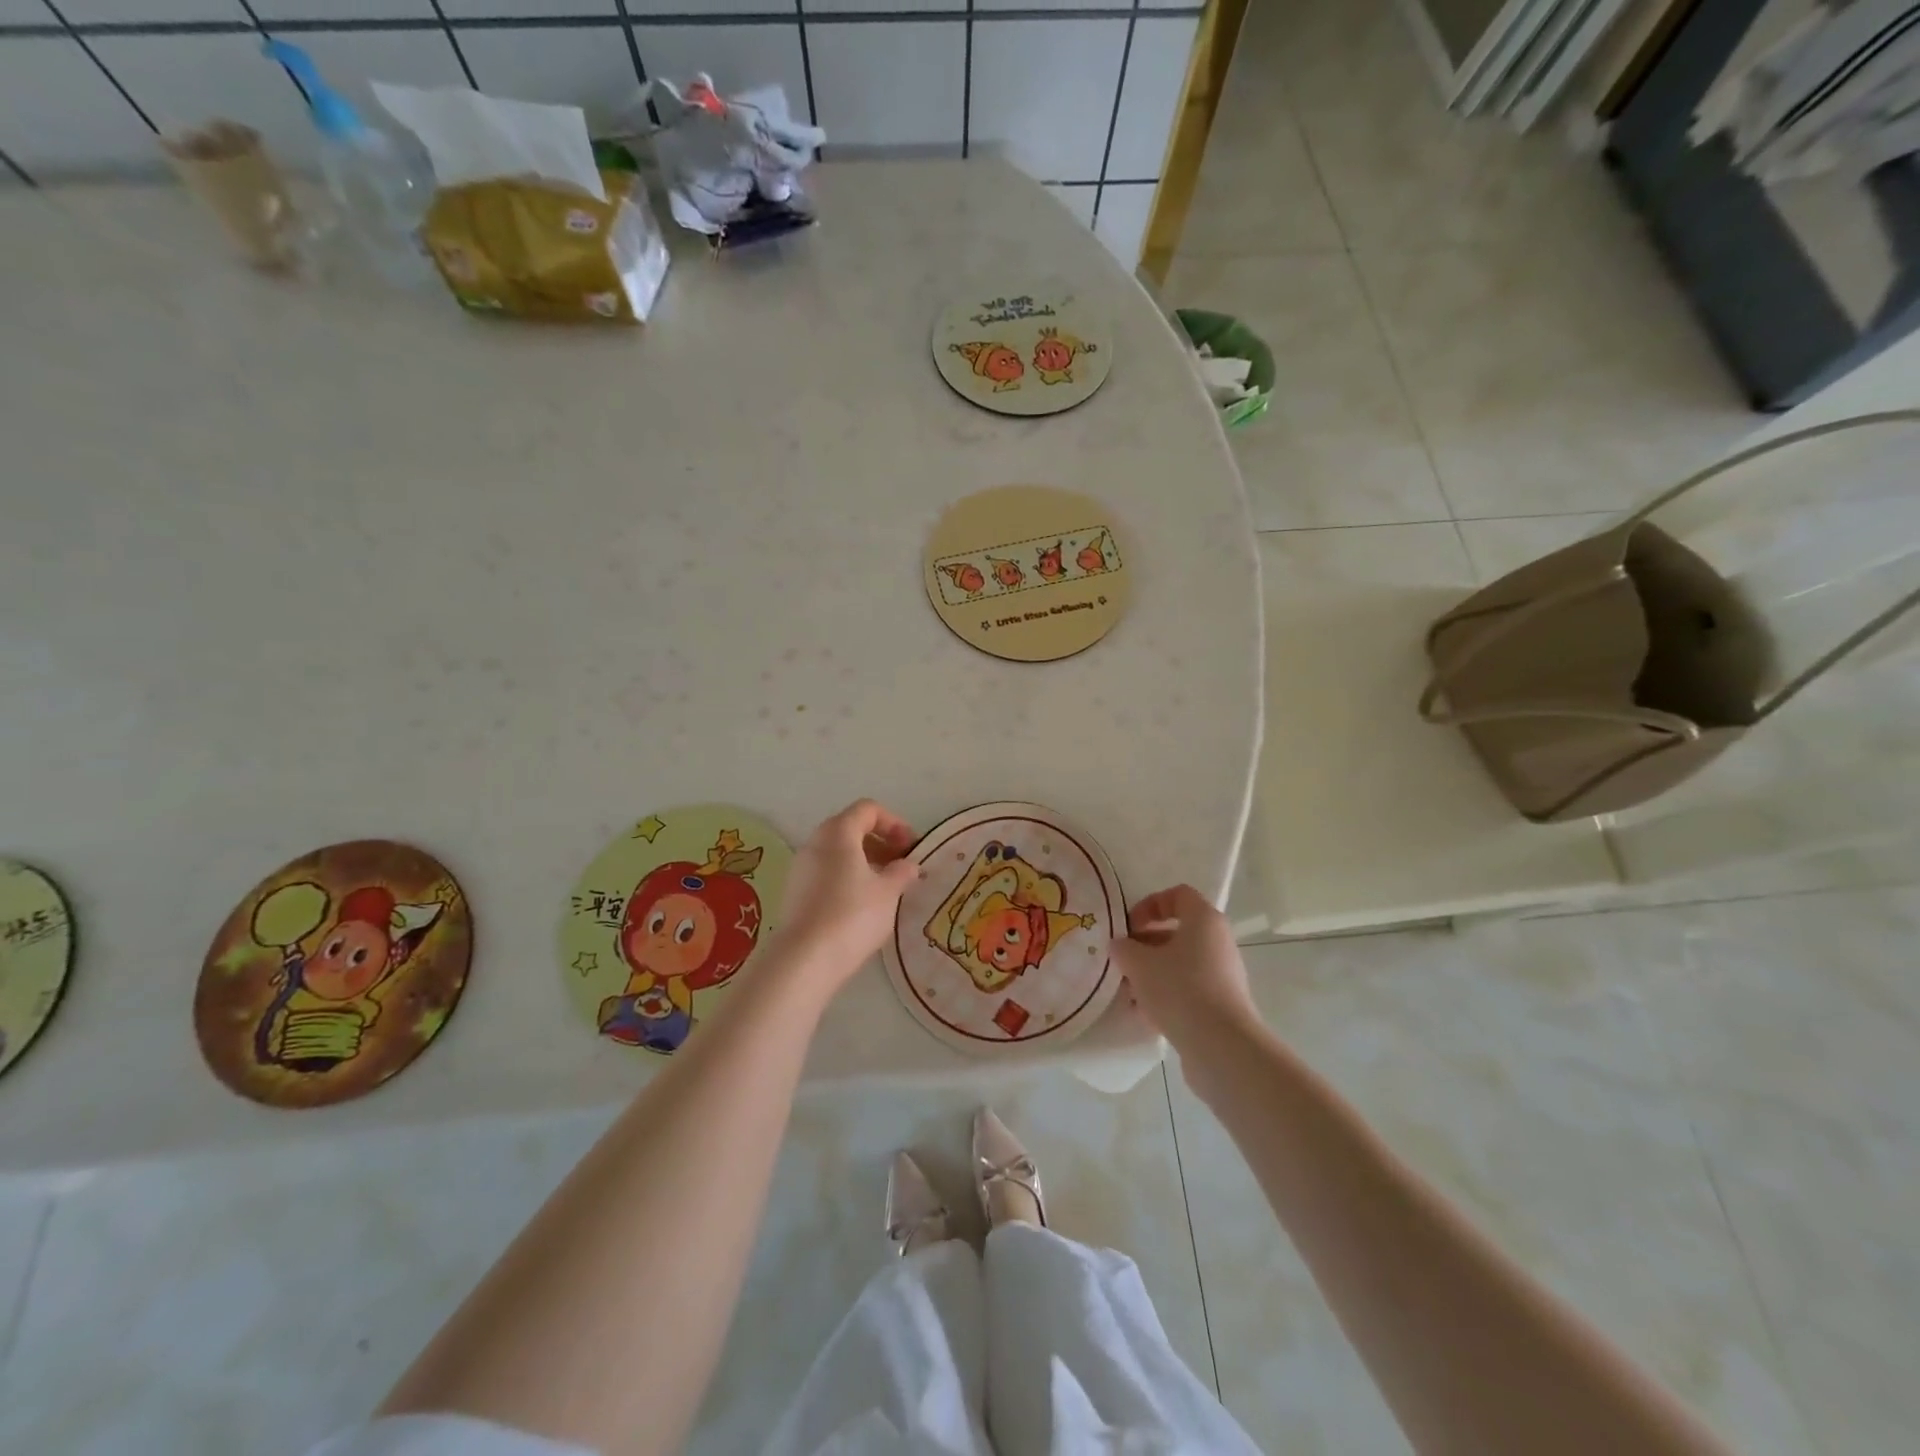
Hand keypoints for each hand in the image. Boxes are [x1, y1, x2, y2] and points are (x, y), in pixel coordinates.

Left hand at [770, 800, 920, 991]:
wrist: (804, 959)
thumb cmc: (853, 915)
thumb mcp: (888, 893)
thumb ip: (902, 872)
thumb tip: (909, 865)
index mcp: (838, 832)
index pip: (868, 809)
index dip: (894, 822)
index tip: (911, 847)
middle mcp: (815, 842)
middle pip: (851, 828)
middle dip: (880, 842)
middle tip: (901, 866)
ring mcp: (801, 867)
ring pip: (837, 852)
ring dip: (864, 862)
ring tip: (885, 888)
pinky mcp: (795, 892)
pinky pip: (826, 872)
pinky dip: (847, 878)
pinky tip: (862, 905)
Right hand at [1110, 885, 1259, 1051]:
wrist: (1221, 1046)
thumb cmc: (1179, 989)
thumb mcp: (1138, 963)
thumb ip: (1124, 948)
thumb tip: (1120, 945)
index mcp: (1204, 919)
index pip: (1177, 895)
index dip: (1149, 904)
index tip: (1129, 926)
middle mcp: (1218, 941)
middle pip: (1177, 931)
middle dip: (1145, 944)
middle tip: (1123, 960)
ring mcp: (1223, 974)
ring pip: (1181, 963)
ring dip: (1153, 972)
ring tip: (1129, 992)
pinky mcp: (1222, 1003)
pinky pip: (1189, 989)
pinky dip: (1167, 995)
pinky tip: (1146, 1014)